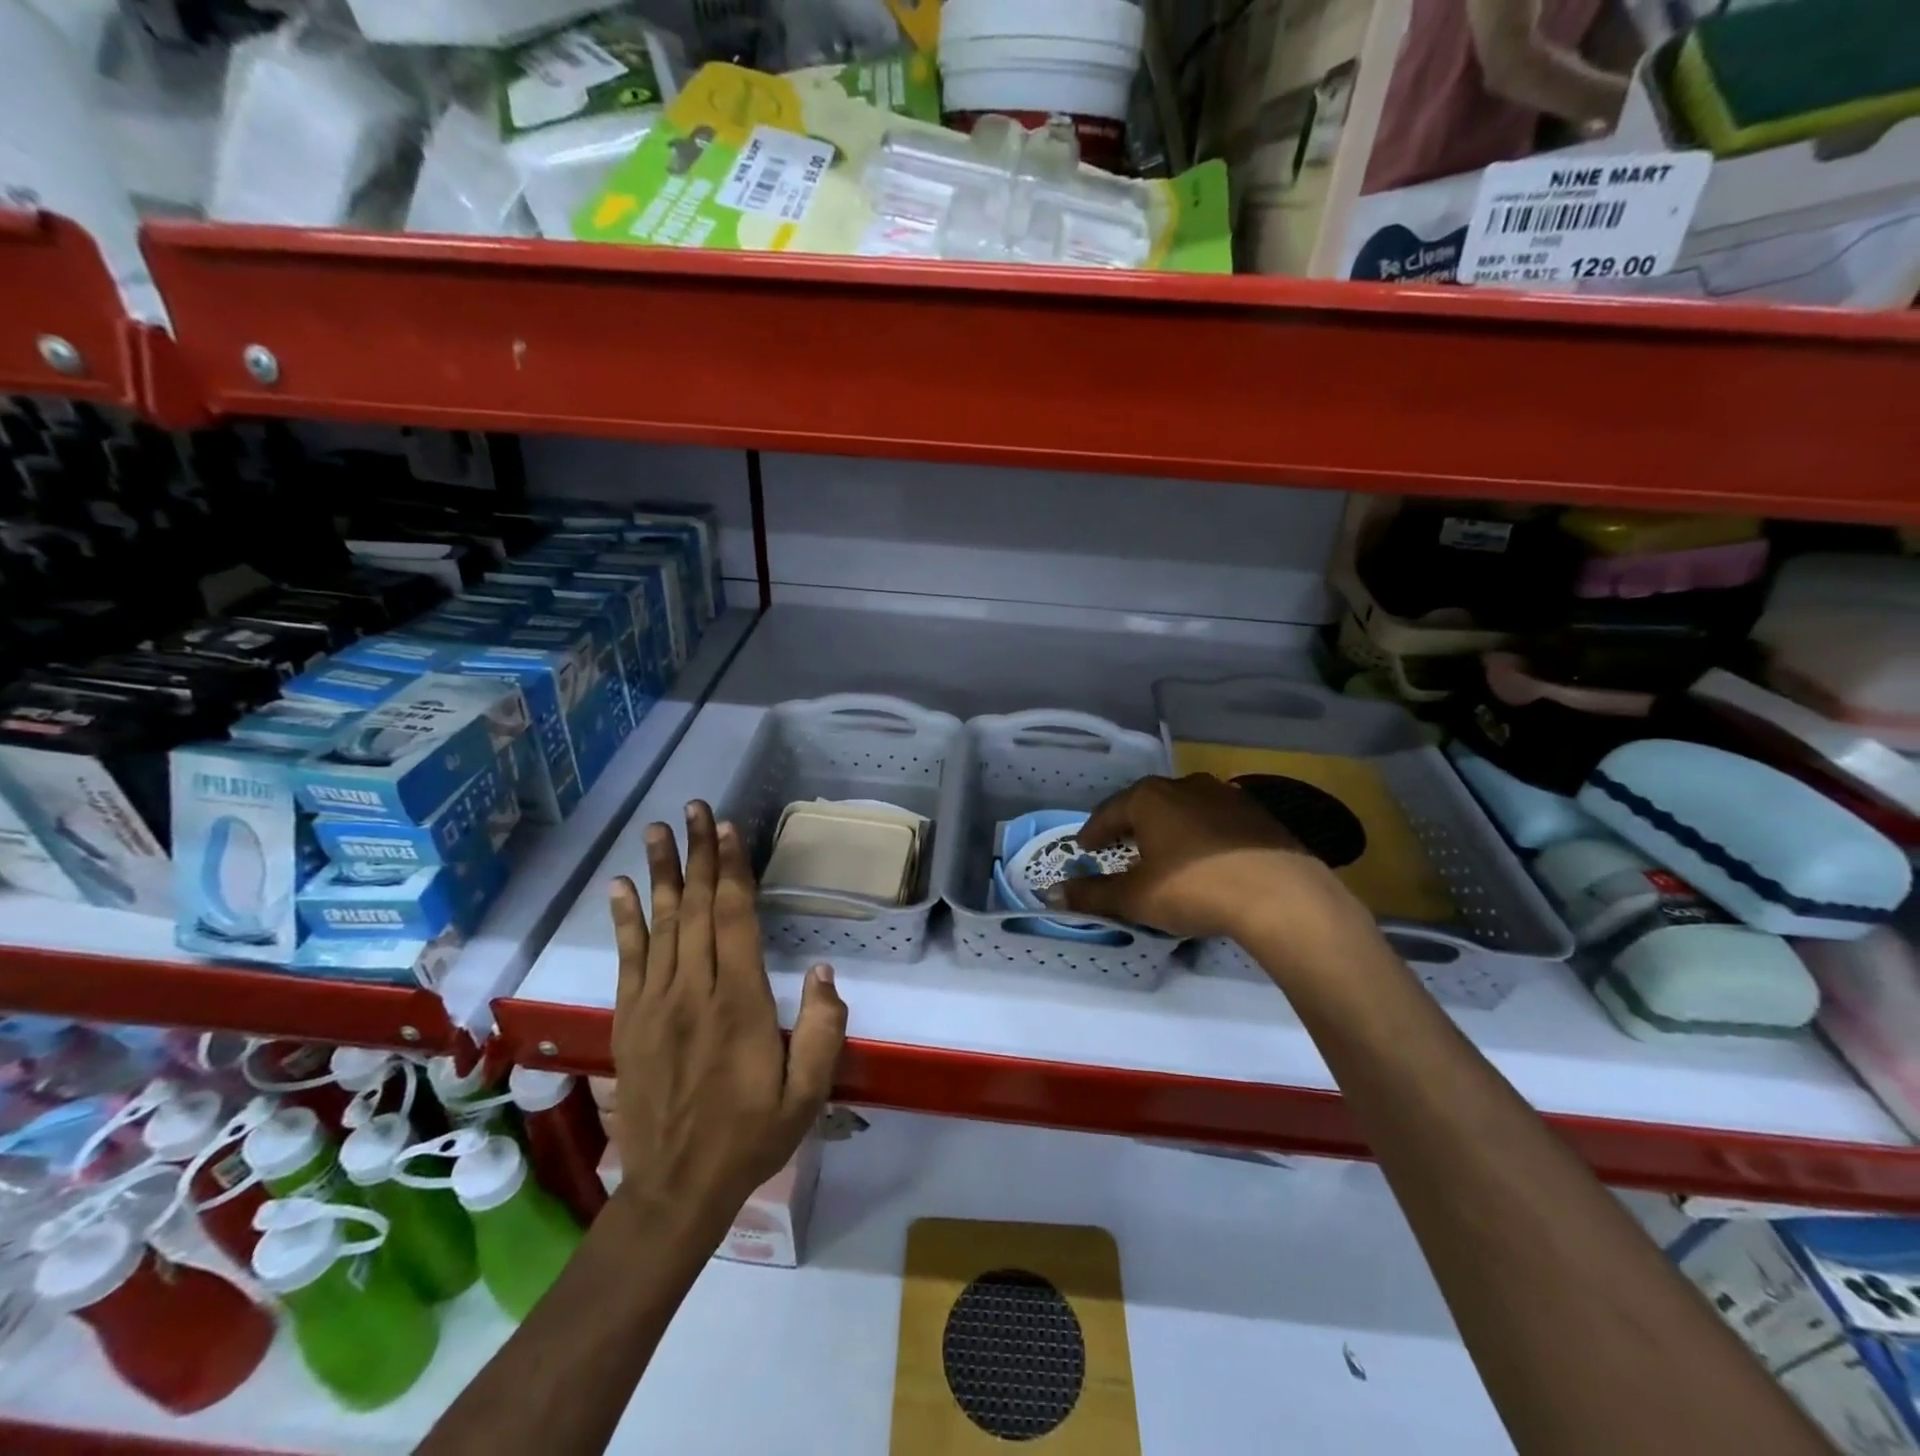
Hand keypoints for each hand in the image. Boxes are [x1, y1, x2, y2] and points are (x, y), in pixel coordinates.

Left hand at [607, 801, 846, 1231]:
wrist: (676, 1188)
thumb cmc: (752, 1136)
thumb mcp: (808, 1093)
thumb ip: (822, 1029)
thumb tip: (821, 969)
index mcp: (739, 1005)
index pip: (735, 920)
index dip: (733, 870)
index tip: (728, 829)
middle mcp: (693, 992)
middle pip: (698, 909)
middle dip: (699, 854)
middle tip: (695, 808)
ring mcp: (655, 1004)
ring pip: (661, 924)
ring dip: (661, 873)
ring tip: (657, 830)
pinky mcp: (630, 1020)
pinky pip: (628, 959)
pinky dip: (625, 920)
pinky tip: (620, 887)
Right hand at [1061, 773, 1367, 945]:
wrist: (1280, 895)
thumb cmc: (1194, 889)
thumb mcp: (1136, 897)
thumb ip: (1093, 894)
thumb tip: (1052, 894)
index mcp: (1150, 798)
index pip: (1109, 811)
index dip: (1093, 832)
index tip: (1085, 848)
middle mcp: (1184, 786)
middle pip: (1145, 804)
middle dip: (1129, 826)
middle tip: (1118, 848)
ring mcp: (1225, 795)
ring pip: (1182, 809)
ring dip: (1166, 828)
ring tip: (1161, 853)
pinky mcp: (1256, 814)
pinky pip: (1214, 821)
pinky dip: (1200, 836)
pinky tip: (1204, 859)